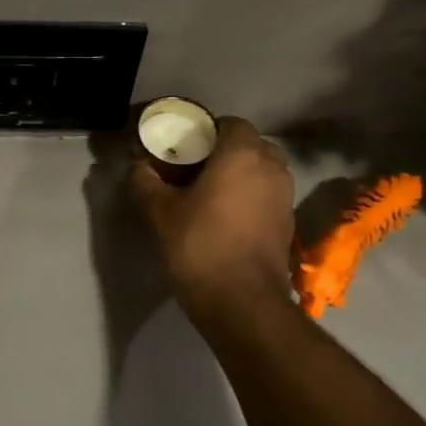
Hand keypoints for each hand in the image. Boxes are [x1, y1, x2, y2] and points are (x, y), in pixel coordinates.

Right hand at [130, 116, 293, 314]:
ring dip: (239, 177)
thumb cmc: (199, 245)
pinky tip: (224, 219)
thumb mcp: (159, 212)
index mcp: (243, 154)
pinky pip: (266, 197)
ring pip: (261, 172)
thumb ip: (145, 182)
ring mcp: (285, 197)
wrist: (242, 302)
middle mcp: (272, 168)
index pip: (229, 123)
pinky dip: (249, 199)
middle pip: (249, 146)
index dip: (205, 131)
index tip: (182, 148)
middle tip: (193, 170)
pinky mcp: (288, 224)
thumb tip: (137, 166)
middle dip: (224, 153)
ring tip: (207, 195)